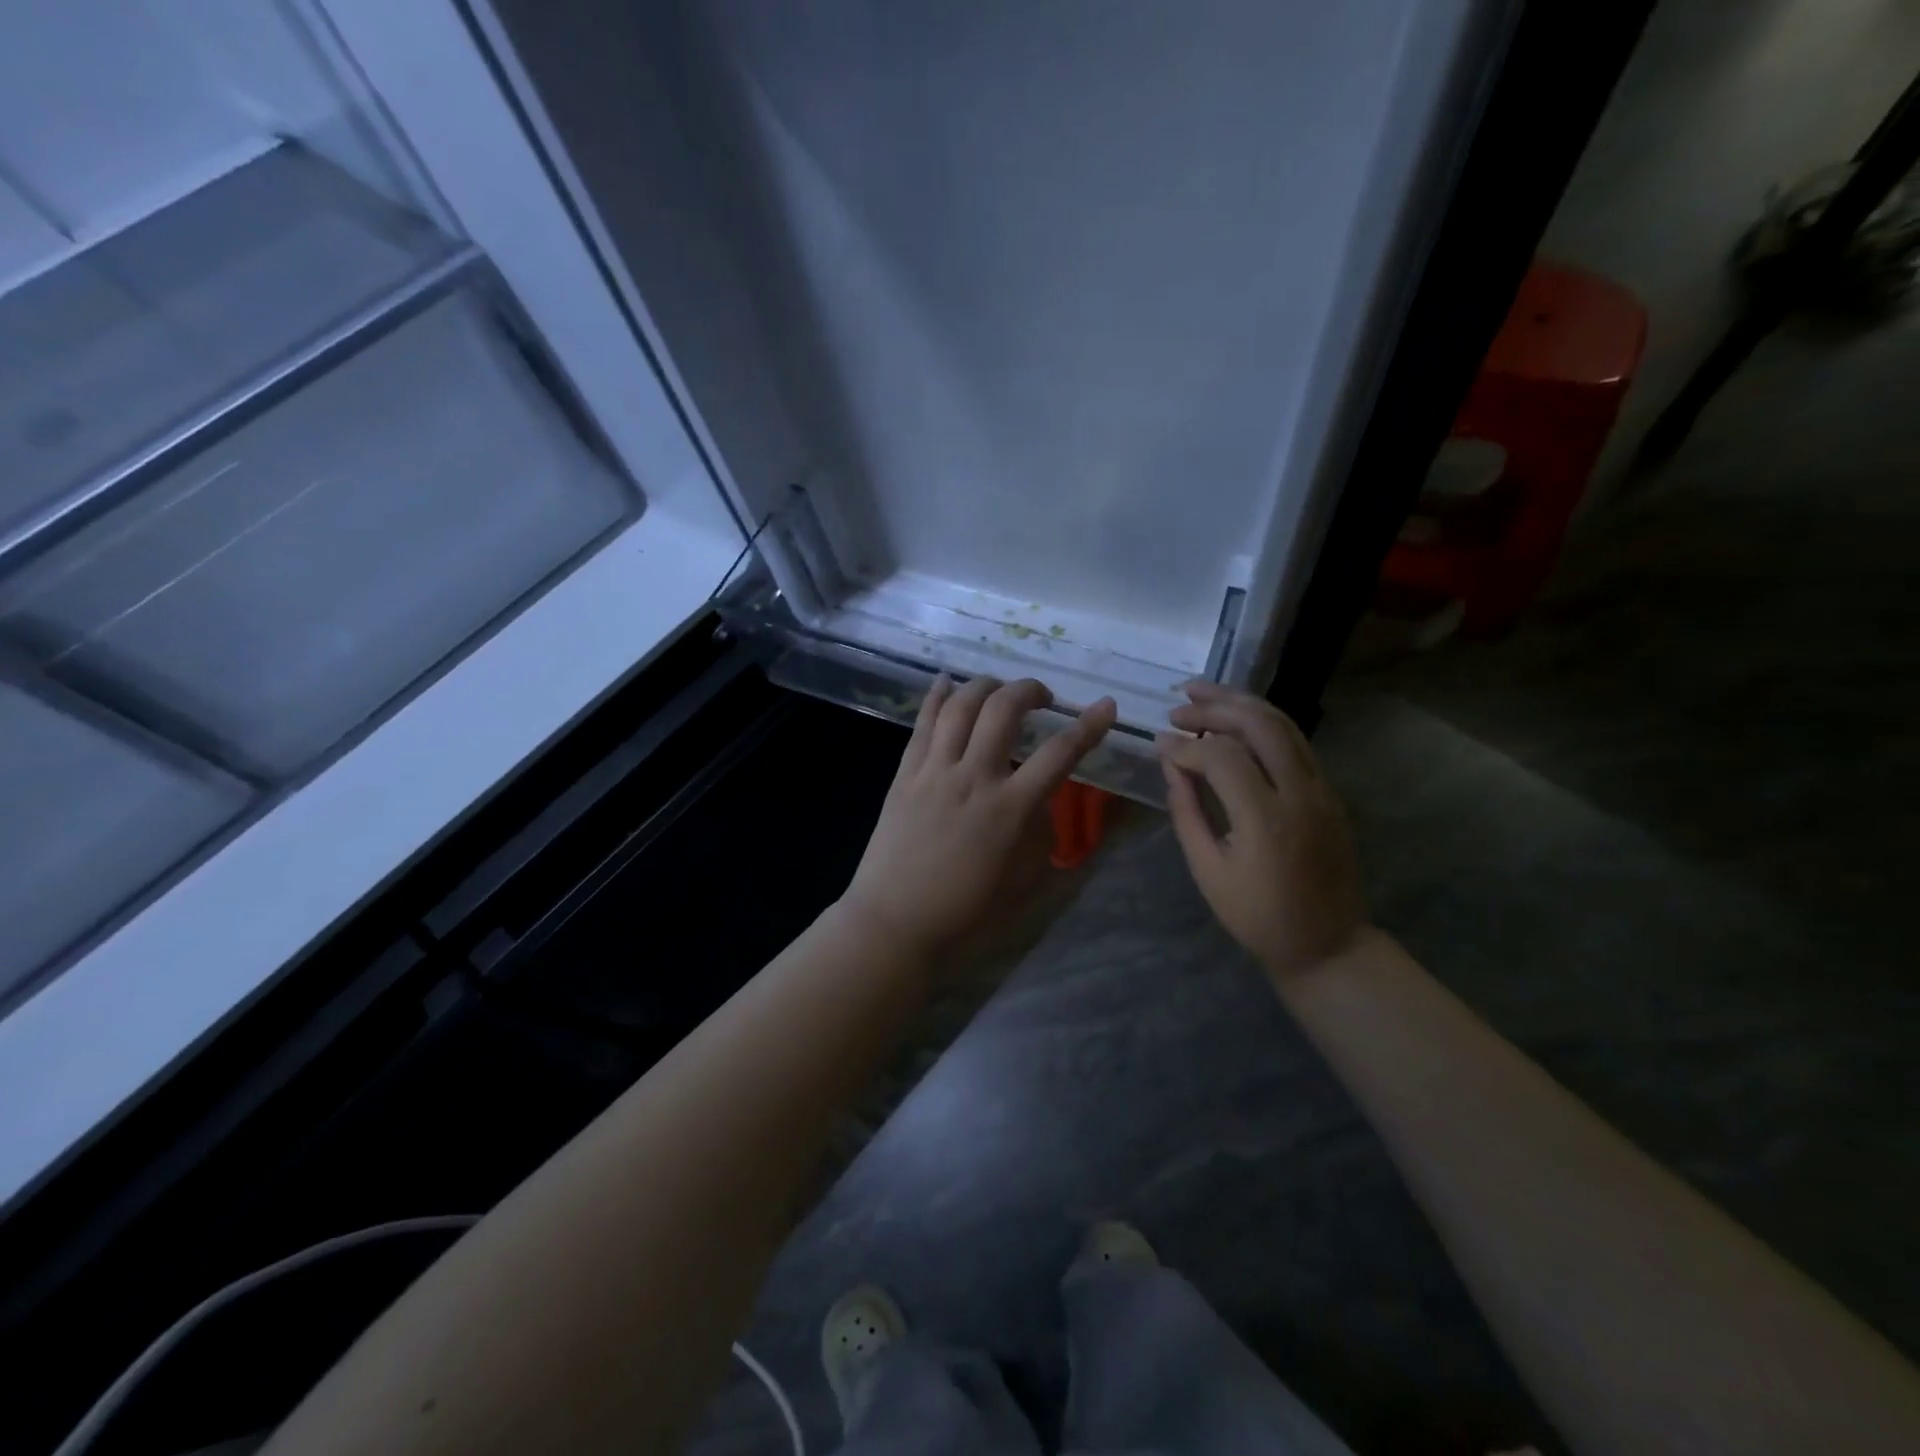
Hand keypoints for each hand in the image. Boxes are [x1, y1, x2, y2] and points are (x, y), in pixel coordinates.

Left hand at [841, 676, 1116, 969]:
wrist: (895, 922)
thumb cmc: (966, 911)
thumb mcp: (1024, 879)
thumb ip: (1039, 832)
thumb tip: (1039, 801)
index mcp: (1010, 808)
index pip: (1060, 753)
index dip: (1089, 725)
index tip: (1106, 706)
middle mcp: (974, 777)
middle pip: (1004, 709)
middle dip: (1030, 690)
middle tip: (1042, 697)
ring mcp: (935, 771)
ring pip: (961, 706)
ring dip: (986, 685)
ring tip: (999, 688)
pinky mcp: (905, 774)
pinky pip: (922, 723)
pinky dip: (937, 696)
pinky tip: (947, 681)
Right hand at [1155, 681, 1367, 981]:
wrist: (1328, 943)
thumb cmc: (1258, 916)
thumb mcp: (1209, 871)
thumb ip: (1187, 812)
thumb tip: (1172, 764)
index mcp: (1265, 819)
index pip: (1222, 756)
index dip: (1185, 745)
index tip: (1159, 744)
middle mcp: (1299, 793)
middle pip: (1259, 724)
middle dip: (1214, 706)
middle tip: (1178, 706)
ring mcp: (1321, 788)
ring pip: (1284, 724)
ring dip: (1241, 702)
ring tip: (1203, 693)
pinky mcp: (1329, 791)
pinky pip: (1296, 741)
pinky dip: (1262, 721)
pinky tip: (1235, 718)